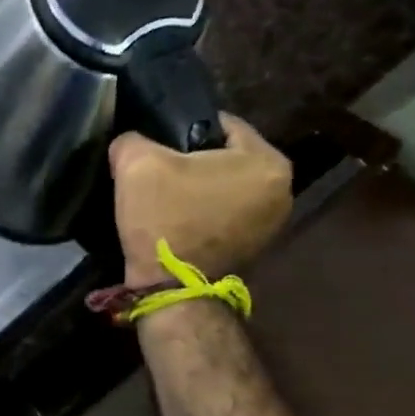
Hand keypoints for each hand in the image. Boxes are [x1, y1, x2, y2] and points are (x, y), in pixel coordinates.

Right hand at [109, 115, 292, 288]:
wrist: (170, 289)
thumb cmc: (164, 218)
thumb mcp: (136, 164)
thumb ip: (133, 140)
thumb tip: (131, 143)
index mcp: (268, 161)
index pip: (220, 125)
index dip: (182, 130)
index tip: (156, 146)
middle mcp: (282, 190)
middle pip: (226, 159)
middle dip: (193, 162)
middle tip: (157, 173)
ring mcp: (273, 224)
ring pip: (226, 188)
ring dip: (199, 190)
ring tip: (165, 199)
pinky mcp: (255, 249)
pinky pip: (226, 216)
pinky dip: (204, 215)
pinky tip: (176, 222)